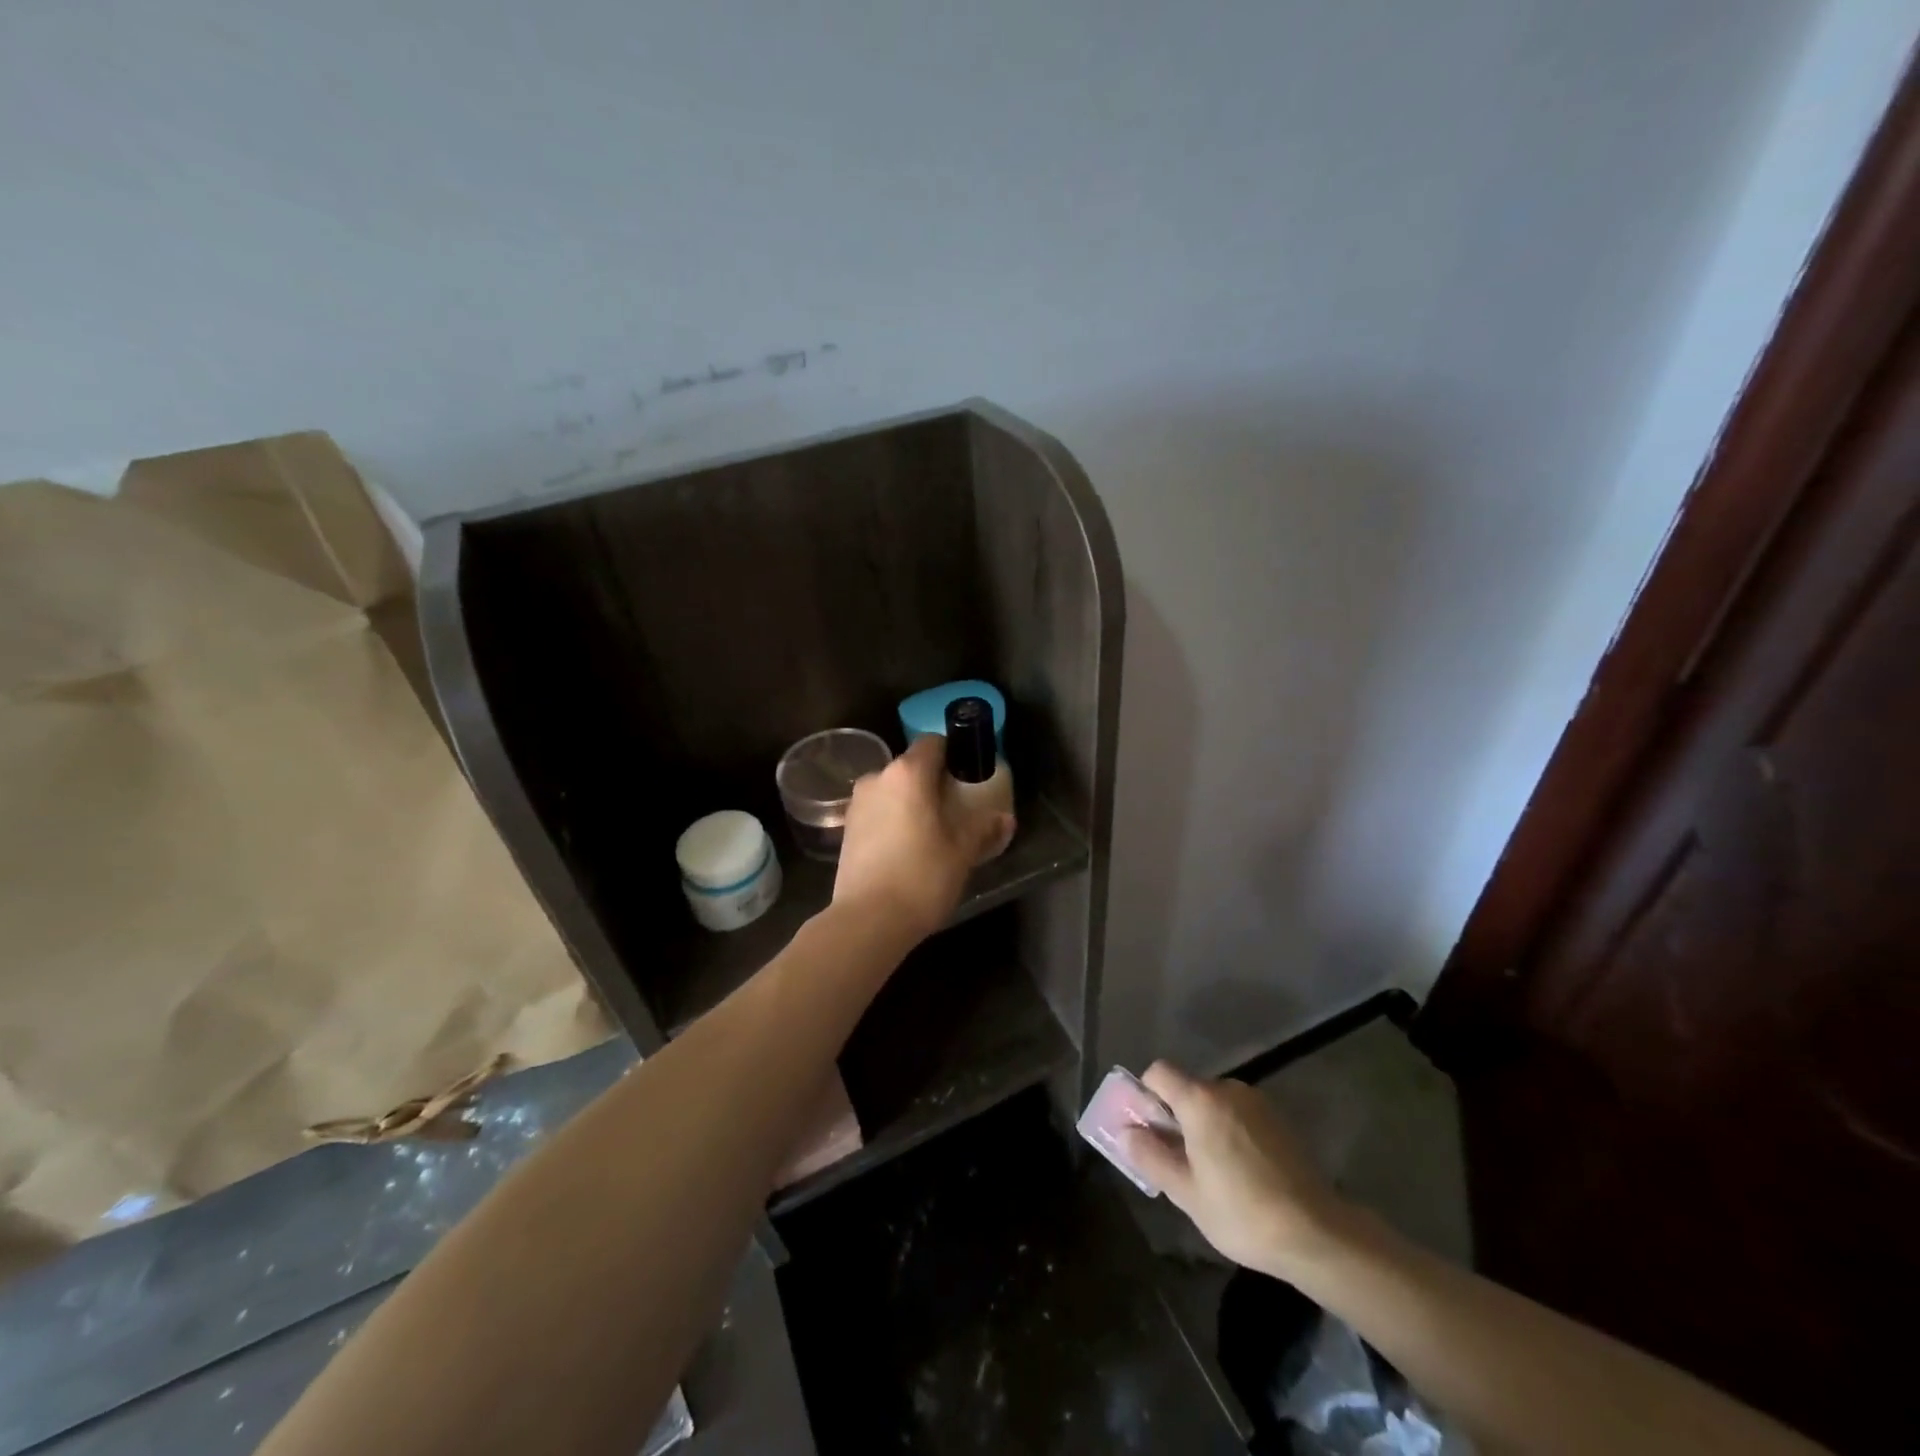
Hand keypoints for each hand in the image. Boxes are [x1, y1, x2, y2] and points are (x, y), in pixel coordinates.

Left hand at [832, 735, 1014, 941]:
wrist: (868, 921)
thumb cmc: (921, 876)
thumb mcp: (963, 852)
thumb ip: (984, 828)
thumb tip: (1005, 819)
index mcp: (907, 773)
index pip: (933, 743)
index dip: (954, 754)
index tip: (969, 775)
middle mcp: (877, 778)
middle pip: (911, 767)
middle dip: (933, 782)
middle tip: (956, 808)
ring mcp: (857, 804)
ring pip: (892, 791)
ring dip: (911, 802)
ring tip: (932, 832)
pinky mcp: (847, 829)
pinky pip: (878, 812)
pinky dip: (893, 820)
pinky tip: (908, 848)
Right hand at [1122, 1061, 1354, 1277]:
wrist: (1317, 1233)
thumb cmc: (1242, 1211)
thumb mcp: (1185, 1192)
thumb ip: (1150, 1156)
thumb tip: (1125, 1131)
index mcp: (1200, 1099)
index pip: (1158, 1072)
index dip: (1146, 1095)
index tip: (1149, 1130)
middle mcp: (1228, 1089)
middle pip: (1188, 1088)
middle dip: (1176, 1117)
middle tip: (1178, 1161)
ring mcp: (1258, 1102)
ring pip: (1216, 1103)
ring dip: (1205, 1126)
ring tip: (1213, 1172)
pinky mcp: (1280, 1120)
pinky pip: (1240, 1115)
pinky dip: (1231, 1133)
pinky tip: (1242, 1173)